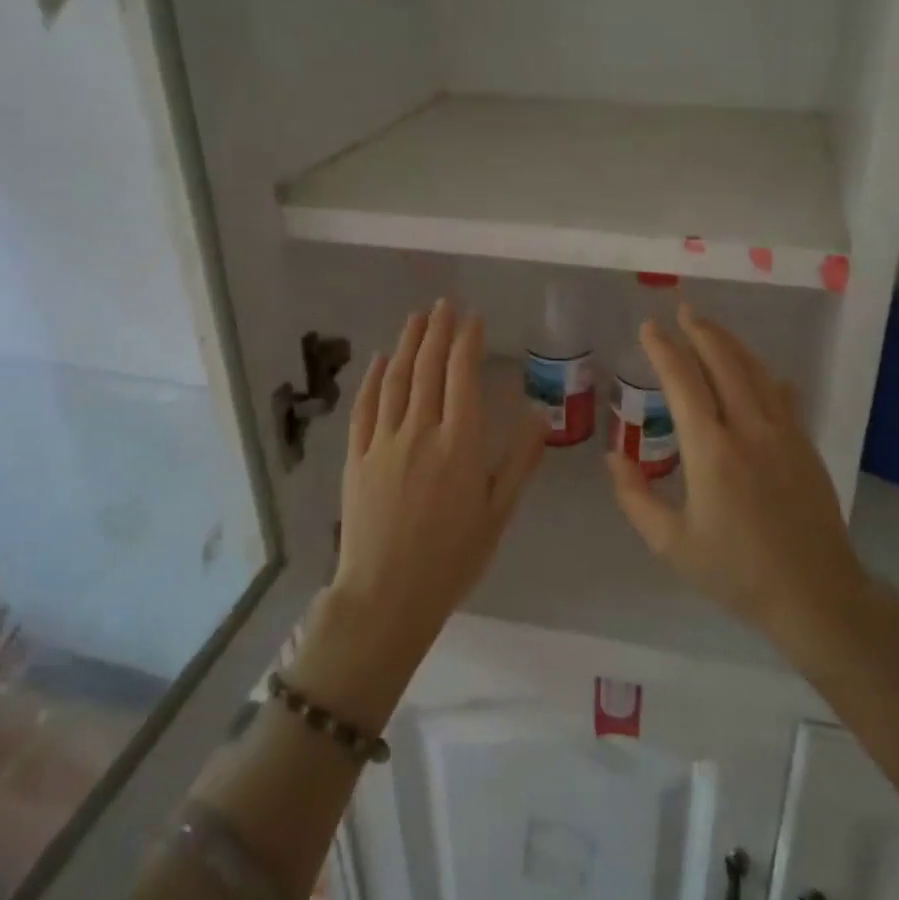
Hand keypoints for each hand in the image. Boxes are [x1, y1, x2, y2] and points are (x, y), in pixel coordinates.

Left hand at [331, 301, 546, 659]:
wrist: (387, 595)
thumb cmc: (452, 558)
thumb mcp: (498, 513)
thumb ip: (520, 462)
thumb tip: (540, 417)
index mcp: (460, 443)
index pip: (462, 376)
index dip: (467, 341)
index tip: (473, 318)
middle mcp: (421, 431)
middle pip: (429, 368)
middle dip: (438, 330)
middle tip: (445, 303)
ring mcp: (384, 441)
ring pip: (397, 379)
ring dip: (408, 343)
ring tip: (418, 317)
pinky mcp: (357, 457)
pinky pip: (366, 407)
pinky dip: (375, 378)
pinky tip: (382, 359)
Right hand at [607, 304, 868, 652]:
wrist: (815, 594)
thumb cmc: (735, 572)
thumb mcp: (672, 544)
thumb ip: (636, 497)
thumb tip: (613, 456)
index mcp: (711, 450)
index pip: (684, 383)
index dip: (665, 350)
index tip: (650, 328)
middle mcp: (748, 429)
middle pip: (724, 363)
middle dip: (701, 332)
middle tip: (683, 311)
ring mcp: (783, 433)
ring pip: (756, 372)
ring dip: (732, 344)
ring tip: (712, 328)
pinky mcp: (804, 445)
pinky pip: (781, 394)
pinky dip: (763, 374)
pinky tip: (760, 372)